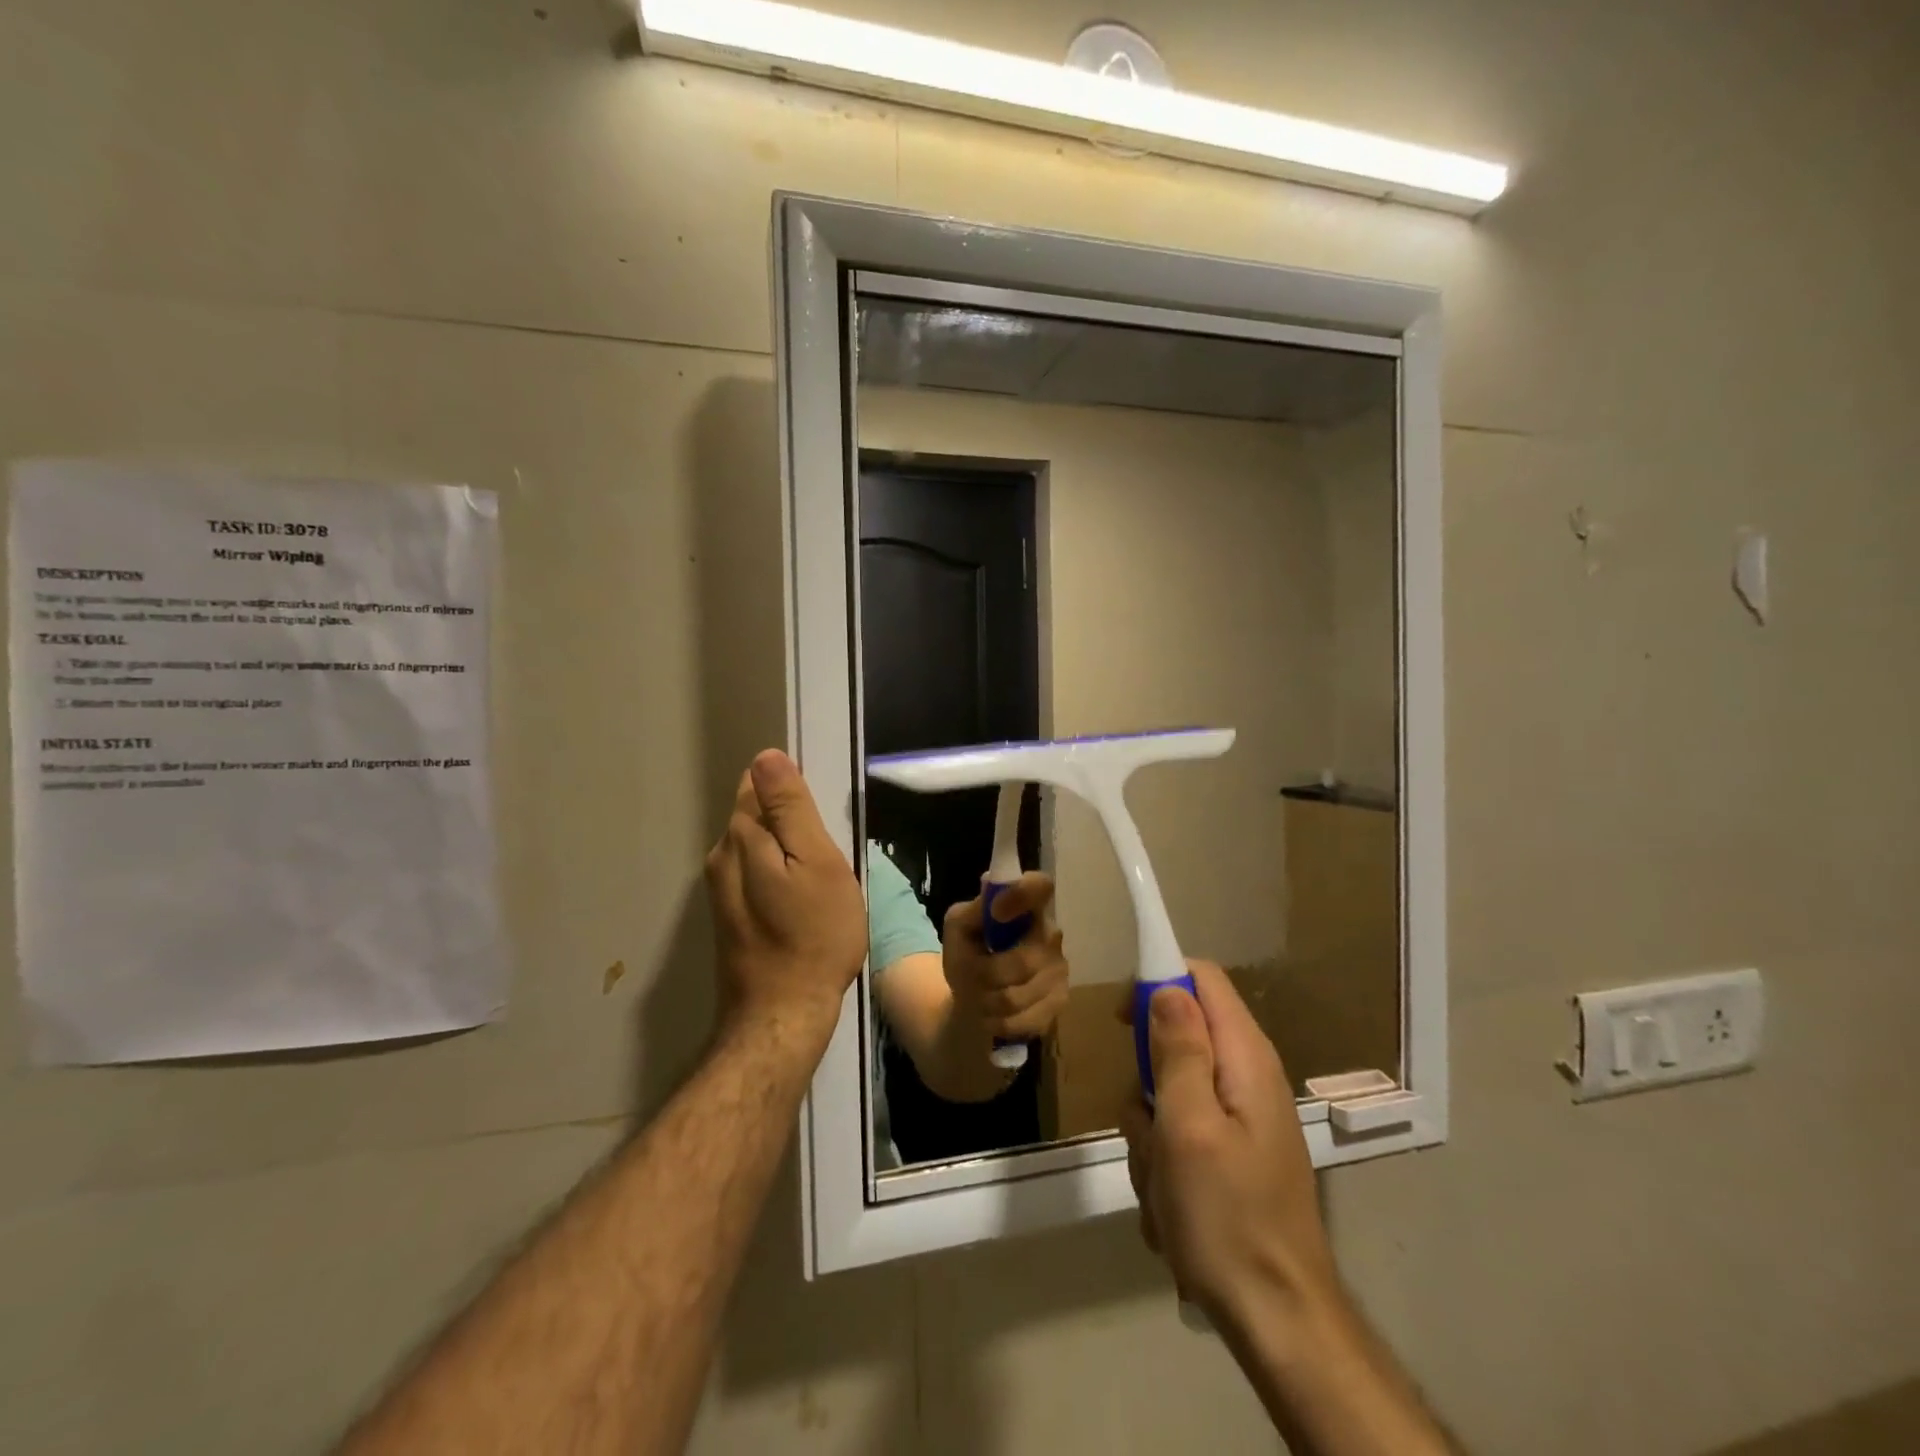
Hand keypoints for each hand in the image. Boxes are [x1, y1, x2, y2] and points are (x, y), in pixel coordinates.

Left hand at [705, 749, 866, 1046]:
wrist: (782, 1015)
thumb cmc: (813, 935)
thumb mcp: (816, 862)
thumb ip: (790, 808)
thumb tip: (767, 756)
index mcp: (742, 837)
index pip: (758, 784)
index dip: (792, 791)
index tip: (820, 816)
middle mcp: (721, 856)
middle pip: (756, 815)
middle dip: (790, 822)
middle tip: (827, 853)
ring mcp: (721, 889)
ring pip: (757, 847)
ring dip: (786, 851)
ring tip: (819, 879)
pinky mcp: (730, 916)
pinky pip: (755, 875)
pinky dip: (779, 876)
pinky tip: (801, 902)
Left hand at [940, 872, 1069, 1043]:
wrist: (977, 997)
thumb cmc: (969, 953)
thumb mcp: (958, 929)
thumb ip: (972, 910)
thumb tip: (994, 898)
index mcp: (1025, 905)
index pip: (1040, 886)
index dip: (1023, 896)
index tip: (996, 912)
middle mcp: (1050, 932)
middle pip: (1022, 962)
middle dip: (985, 976)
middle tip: (969, 977)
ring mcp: (1059, 968)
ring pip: (1016, 996)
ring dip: (987, 1001)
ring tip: (978, 996)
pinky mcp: (1060, 1000)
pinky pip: (1022, 1019)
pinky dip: (998, 1020)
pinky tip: (993, 1013)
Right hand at [1119, 961, 1335, 1332]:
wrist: (1277, 1321)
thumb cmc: (1227, 1217)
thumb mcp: (1189, 1126)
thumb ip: (1179, 1051)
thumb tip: (1167, 987)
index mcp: (1244, 1056)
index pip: (1201, 977)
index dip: (1157, 980)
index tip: (1121, 1020)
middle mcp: (1246, 1076)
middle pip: (1177, 1035)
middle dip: (1147, 1077)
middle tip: (1147, 1122)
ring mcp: (1238, 1118)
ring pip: (1168, 1091)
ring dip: (1150, 1132)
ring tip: (1161, 1180)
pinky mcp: (1228, 1152)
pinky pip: (1177, 1132)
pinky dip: (1163, 1162)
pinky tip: (1170, 1205)